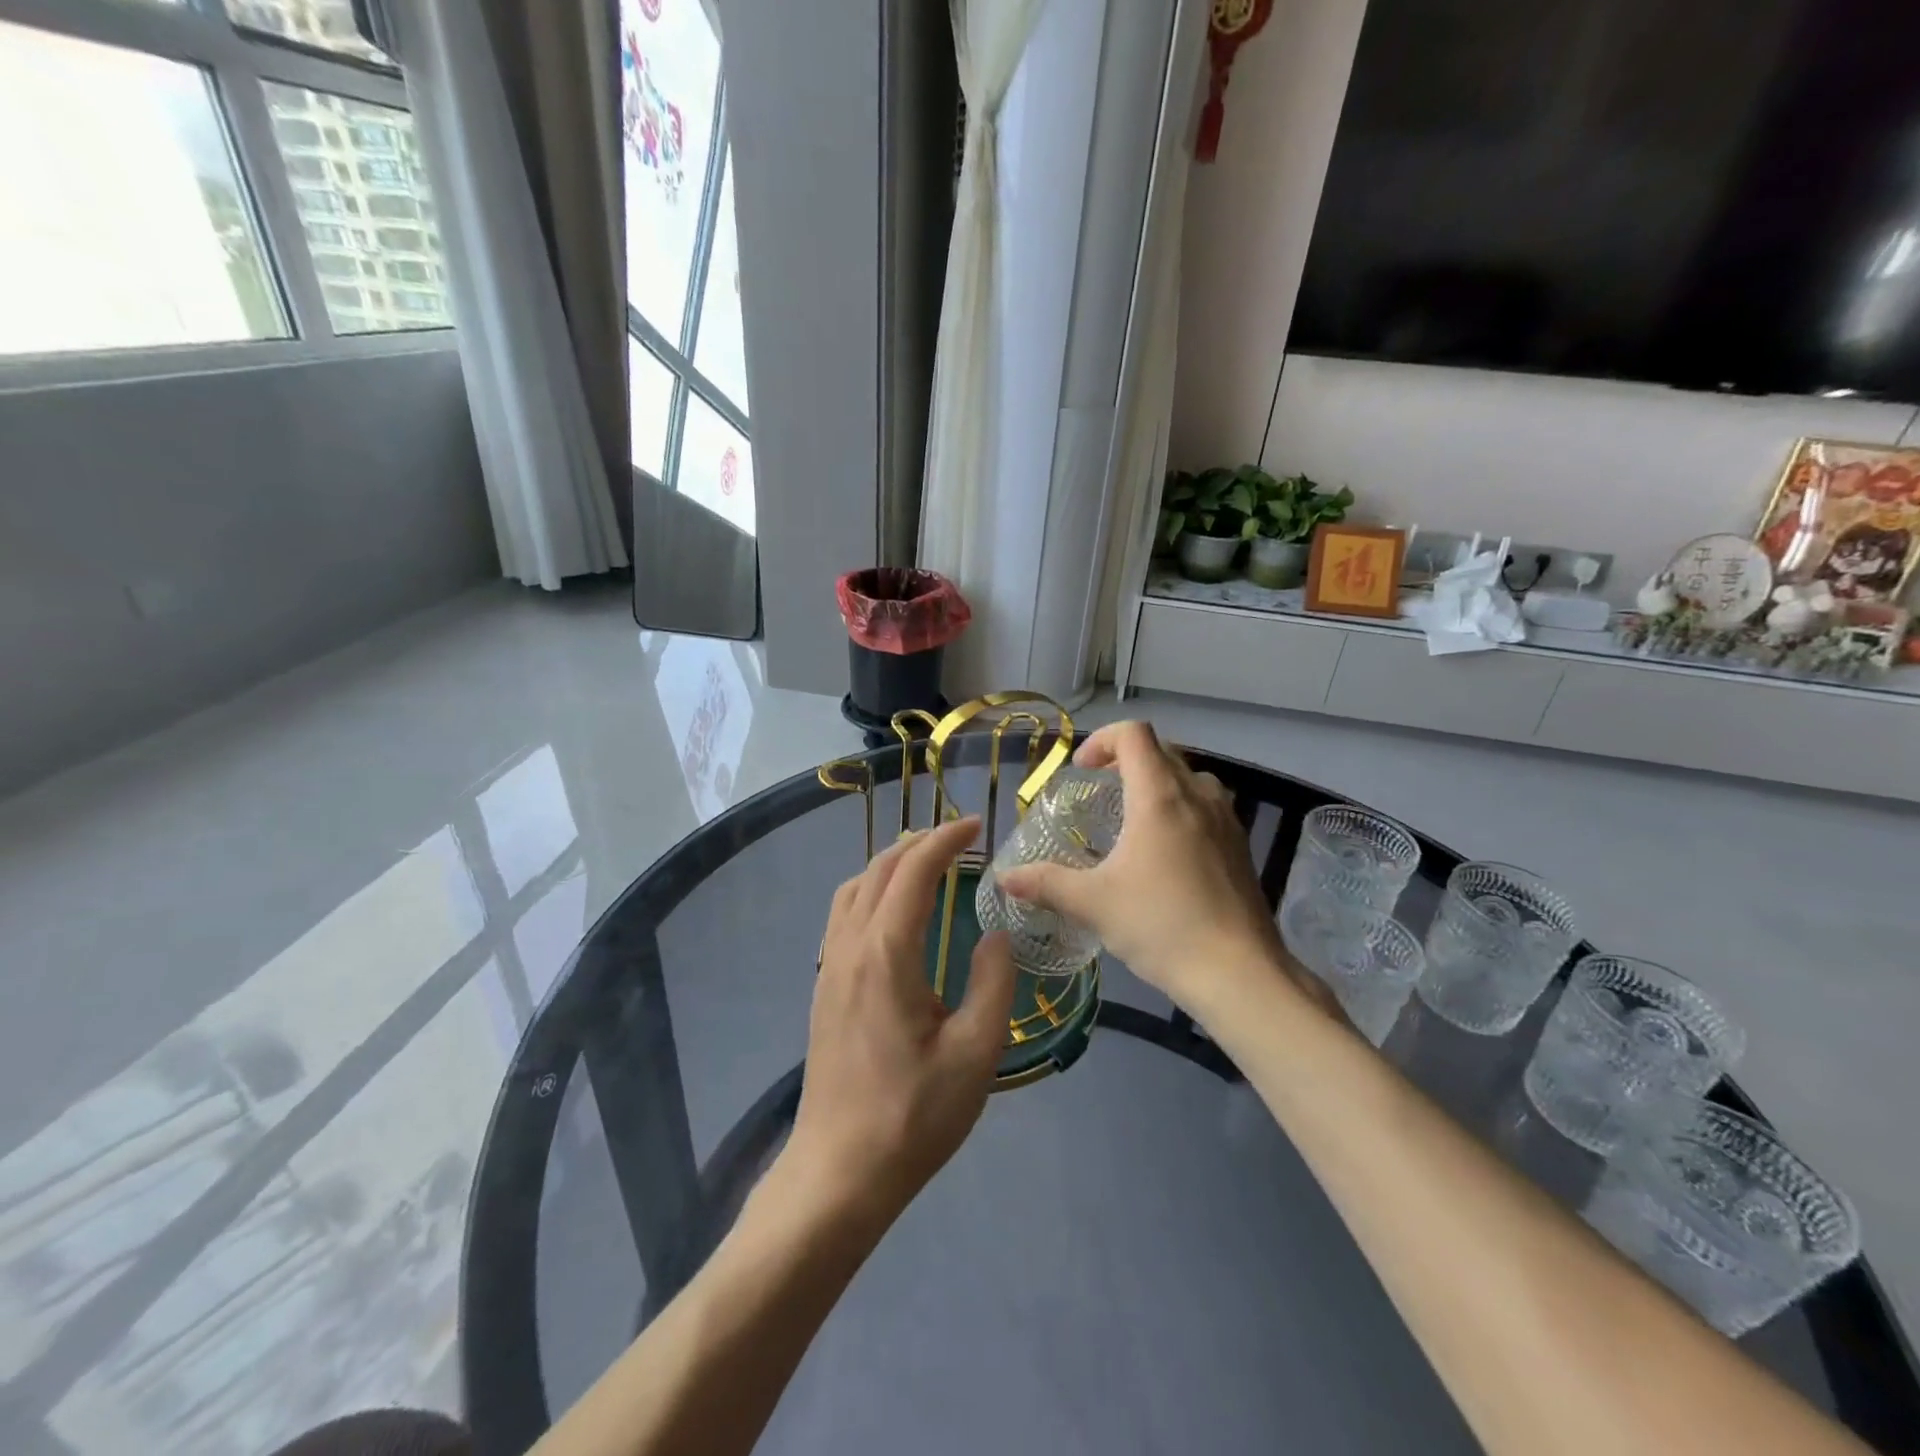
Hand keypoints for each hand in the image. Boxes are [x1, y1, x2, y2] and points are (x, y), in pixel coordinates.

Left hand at [782, 816, 1015, 1225]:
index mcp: (886, 953)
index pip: (913, 871)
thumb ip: (993, 982)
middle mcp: (850, 946)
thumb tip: (997, 933)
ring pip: (854, 888)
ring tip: (927, 863)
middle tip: (959, 838)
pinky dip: (871, 889)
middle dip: (919, 843)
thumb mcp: (976, 1053)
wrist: (839, 1171)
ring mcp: (829, 966)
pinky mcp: (824, 987)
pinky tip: (893, 911)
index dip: (944, 840)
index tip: (976, 827)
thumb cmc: (913, 1115)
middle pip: (879, 870)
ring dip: (890, 863)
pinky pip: (843, 914)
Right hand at [998, 722, 1327, 1014]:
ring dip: (1157, 784)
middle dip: (1125, 761)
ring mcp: (1226, 820)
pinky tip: (1166, 855)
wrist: (1240, 974)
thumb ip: (1046, 884)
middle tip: (1100, 793)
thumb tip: (1005, 878)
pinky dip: (1181, 810)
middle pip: (1161, 751)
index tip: (1082, 771)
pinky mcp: (1241, 846)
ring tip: (1133, 821)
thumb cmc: (1162, 926)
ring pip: (1188, 778)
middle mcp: (1197, 795)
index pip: (1133, 734)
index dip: (1102, 740)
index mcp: (1159, 797)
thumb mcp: (1093, 904)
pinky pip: (1207, 807)